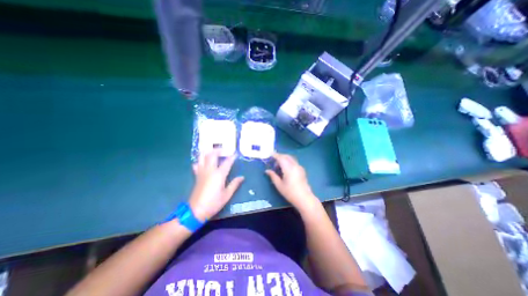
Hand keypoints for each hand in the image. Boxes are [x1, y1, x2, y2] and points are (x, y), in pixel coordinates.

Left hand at [189, 150, 243, 221]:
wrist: (196, 211)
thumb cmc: (213, 203)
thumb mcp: (227, 195)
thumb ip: (234, 184)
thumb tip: (242, 177)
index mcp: (219, 175)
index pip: (227, 162)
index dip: (232, 157)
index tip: (236, 154)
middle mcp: (209, 170)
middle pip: (212, 155)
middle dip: (218, 150)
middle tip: (224, 149)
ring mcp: (201, 172)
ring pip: (202, 157)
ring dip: (207, 152)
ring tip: (213, 152)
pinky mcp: (197, 176)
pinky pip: (196, 165)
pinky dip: (200, 161)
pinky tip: (203, 162)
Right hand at [266, 153, 319, 212]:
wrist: (304, 198)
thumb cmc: (290, 192)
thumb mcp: (279, 185)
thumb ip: (273, 176)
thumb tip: (267, 170)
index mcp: (288, 168)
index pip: (281, 158)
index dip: (275, 155)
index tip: (270, 155)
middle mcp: (294, 165)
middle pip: (286, 156)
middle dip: (280, 156)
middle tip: (274, 162)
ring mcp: (299, 167)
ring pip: (291, 158)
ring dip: (284, 159)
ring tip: (279, 166)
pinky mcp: (302, 170)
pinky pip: (294, 162)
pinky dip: (289, 161)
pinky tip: (286, 169)